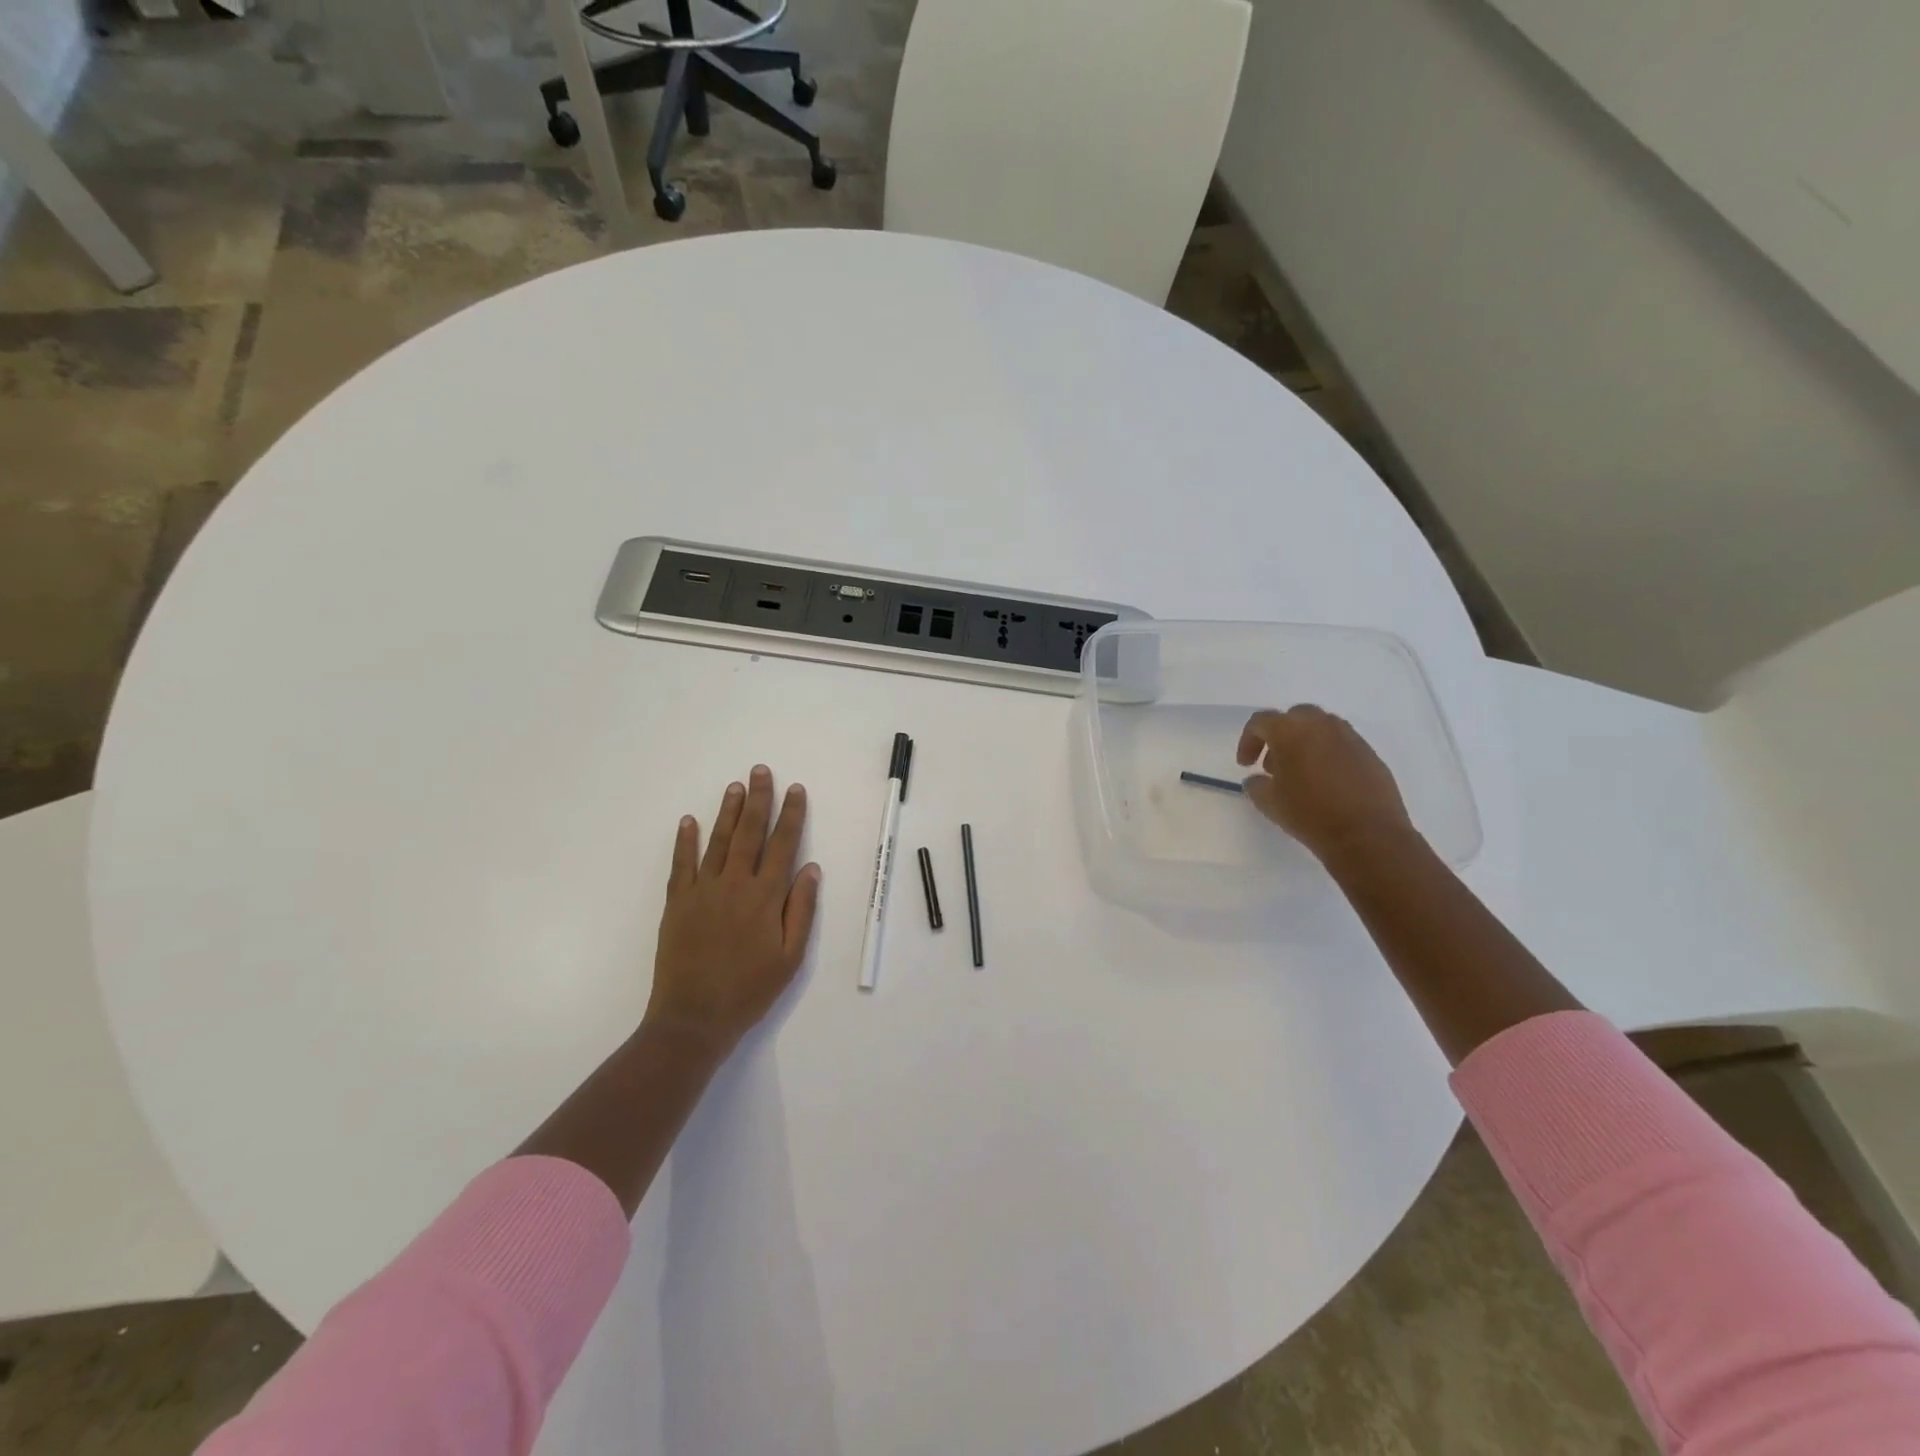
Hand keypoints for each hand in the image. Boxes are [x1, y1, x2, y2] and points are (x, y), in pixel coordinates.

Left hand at [645, 765, 821, 1056]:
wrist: (693, 1018)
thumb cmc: (749, 990)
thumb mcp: (790, 957)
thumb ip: (801, 909)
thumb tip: (811, 868)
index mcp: (765, 897)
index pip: (783, 845)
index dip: (791, 815)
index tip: (796, 789)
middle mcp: (734, 885)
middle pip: (749, 833)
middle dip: (758, 799)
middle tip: (760, 771)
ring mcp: (702, 891)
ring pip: (717, 841)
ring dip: (727, 811)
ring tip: (735, 786)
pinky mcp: (677, 903)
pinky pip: (681, 864)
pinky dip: (685, 841)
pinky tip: (689, 820)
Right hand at [1235, 705, 1414, 862]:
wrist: (1368, 836)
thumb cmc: (1310, 814)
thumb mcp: (1268, 803)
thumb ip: (1255, 784)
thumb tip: (1257, 779)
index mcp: (1290, 731)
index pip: (1261, 721)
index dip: (1248, 740)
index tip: (1246, 764)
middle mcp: (1322, 725)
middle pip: (1294, 717)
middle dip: (1280, 736)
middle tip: (1273, 764)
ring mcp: (1350, 737)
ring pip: (1321, 728)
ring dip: (1305, 743)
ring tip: (1301, 773)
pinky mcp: (1371, 754)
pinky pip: (1342, 745)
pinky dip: (1329, 755)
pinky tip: (1327, 783)